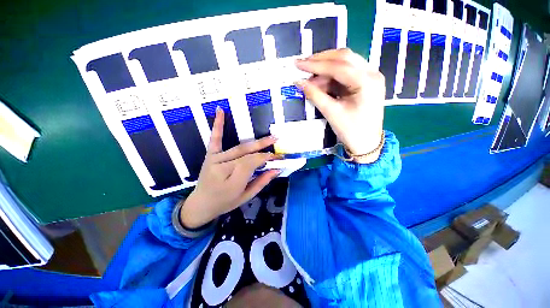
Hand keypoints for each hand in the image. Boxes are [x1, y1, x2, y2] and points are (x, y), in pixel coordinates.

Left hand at [180, 108, 280, 228]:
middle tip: (276, 140)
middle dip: (264, 148)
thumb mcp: (246, 196)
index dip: (267, 158)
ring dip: (255, 142)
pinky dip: (218, 125)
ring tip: (268, 137)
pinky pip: (215, 139)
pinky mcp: (210, 155)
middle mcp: (222, 168)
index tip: (277, 156)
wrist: (201, 204)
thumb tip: (276, 169)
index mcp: (232, 182)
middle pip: (247, 155)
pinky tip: (221, 111)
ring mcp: (215, 160)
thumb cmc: (225, 202)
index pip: (253, 164)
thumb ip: (262, 182)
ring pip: (239, 148)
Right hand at [295, 48, 384, 161]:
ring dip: (325, 69)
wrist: (366, 143)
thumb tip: (299, 82)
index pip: (338, 66)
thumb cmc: (351, 131)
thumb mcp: (331, 113)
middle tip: (303, 65)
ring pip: (345, 63)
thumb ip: (315, 95)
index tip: (298, 64)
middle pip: (344, 58)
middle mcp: (372, 73)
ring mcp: (370, 77)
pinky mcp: (364, 83)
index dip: (315, 64)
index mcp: (367, 82)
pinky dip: (331, 77)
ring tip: (309, 79)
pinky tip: (319, 83)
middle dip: (321, 60)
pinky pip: (345, 74)